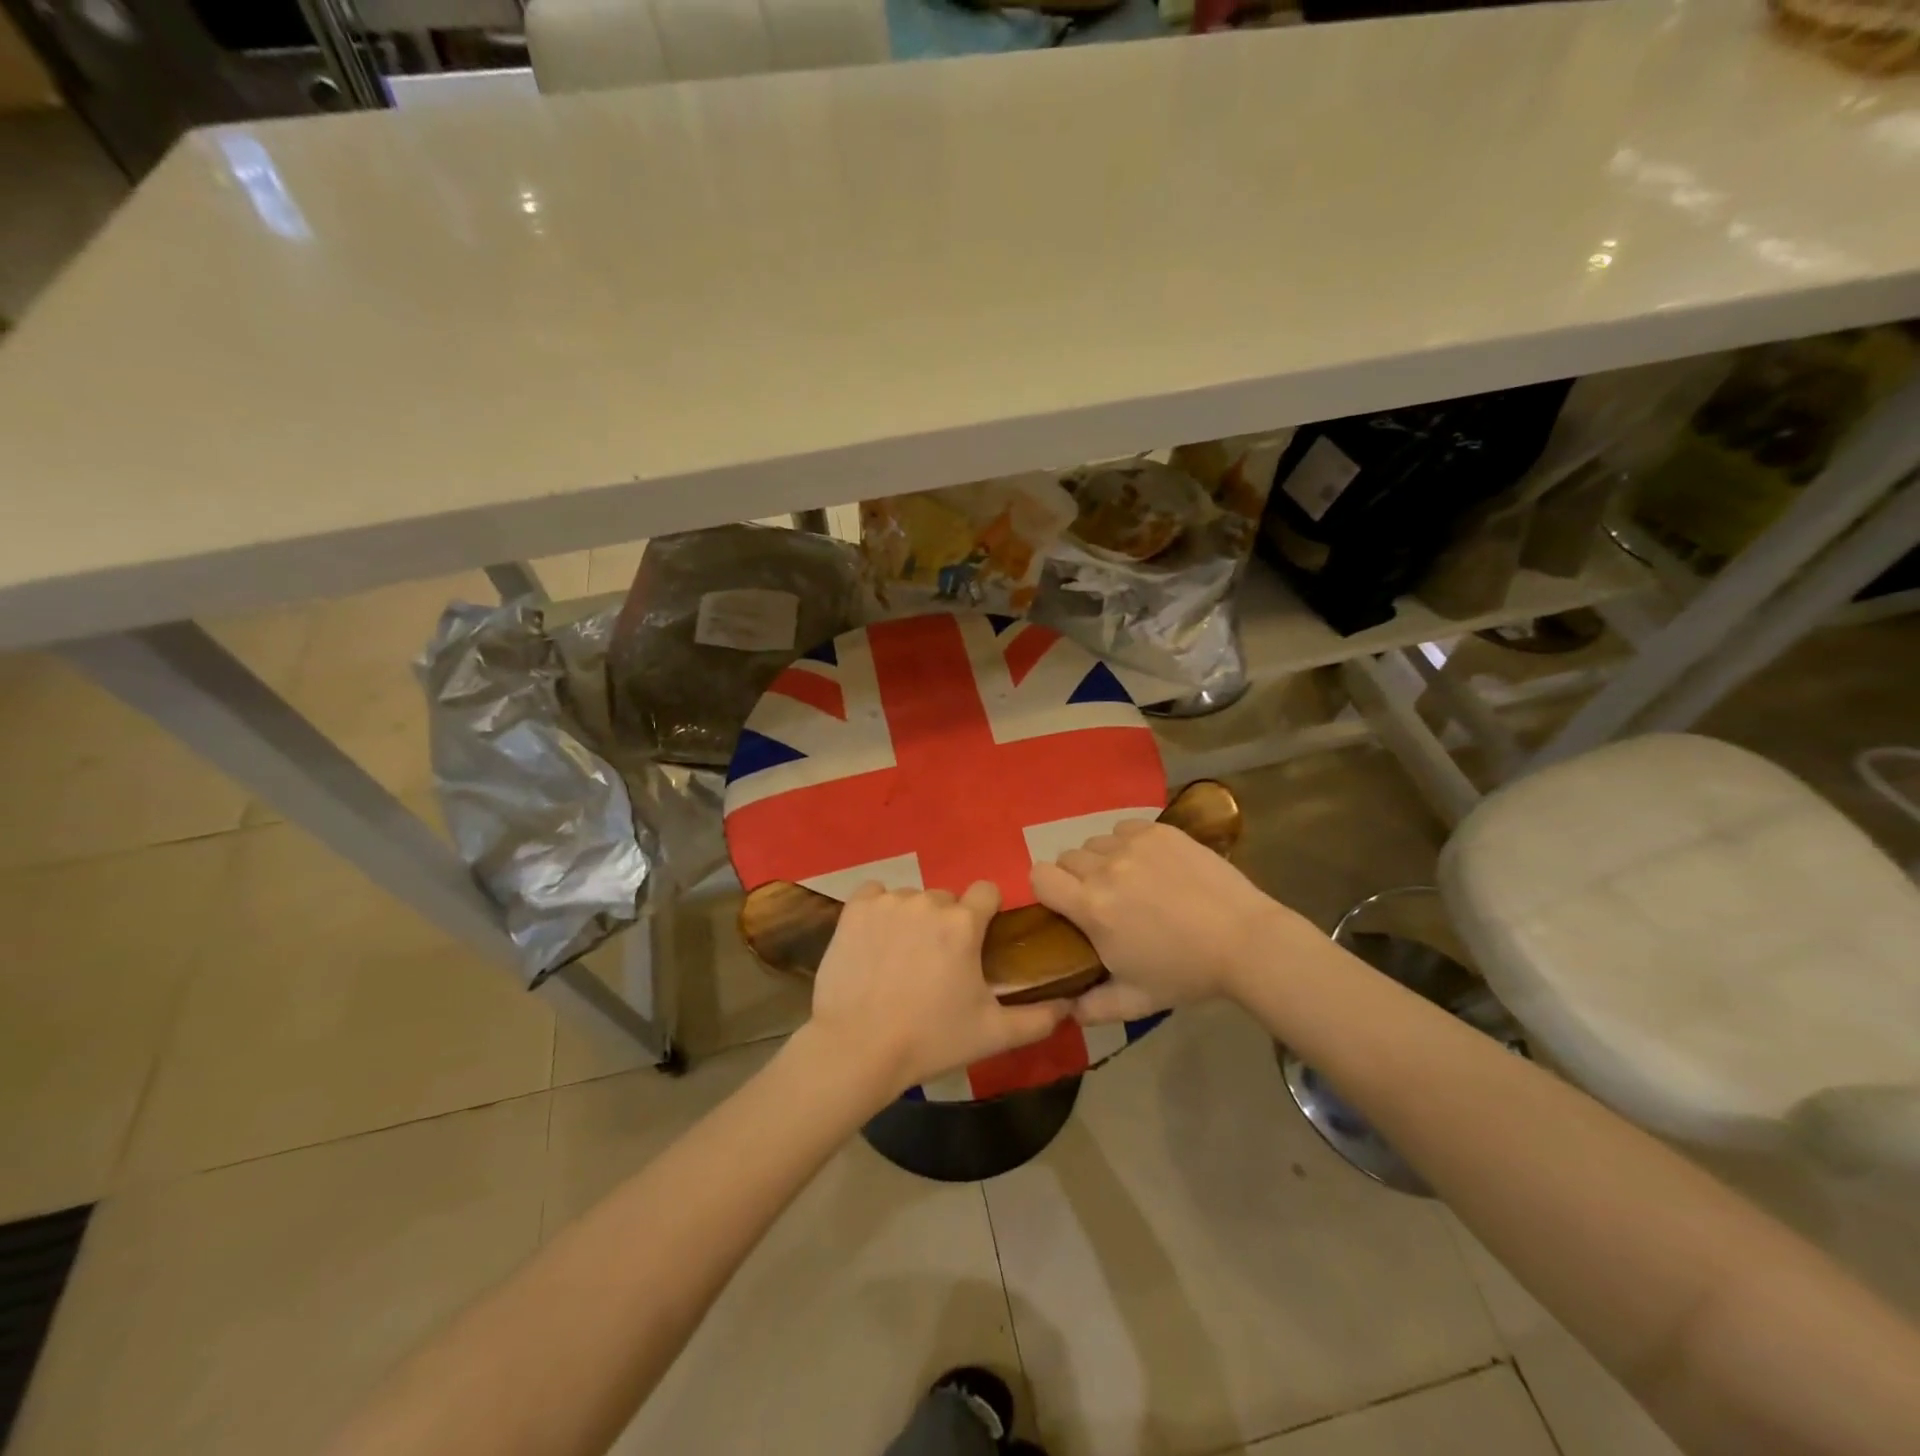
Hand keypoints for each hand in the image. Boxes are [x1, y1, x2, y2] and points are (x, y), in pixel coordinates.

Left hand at [805, 881, 1071, 1098]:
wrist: (858, 1049)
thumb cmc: (931, 1040)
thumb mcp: (993, 1034)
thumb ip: (1038, 1018)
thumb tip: (1069, 1004)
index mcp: (964, 923)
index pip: (987, 891)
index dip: (987, 912)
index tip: (979, 940)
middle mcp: (928, 901)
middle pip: (947, 900)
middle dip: (948, 924)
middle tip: (938, 964)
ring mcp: (888, 902)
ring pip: (912, 899)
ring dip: (913, 920)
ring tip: (902, 960)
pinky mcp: (854, 909)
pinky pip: (874, 894)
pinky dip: (878, 910)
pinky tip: (875, 940)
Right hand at [1030, 820, 1305, 1024]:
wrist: (1245, 941)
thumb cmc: (1186, 973)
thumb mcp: (1136, 1001)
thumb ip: (1093, 1007)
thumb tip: (1065, 1008)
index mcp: (1092, 908)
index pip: (1039, 876)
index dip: (1047, 889)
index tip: (1065, 905)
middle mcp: (1105, 869)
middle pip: (1066, 857)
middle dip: (1076, 877)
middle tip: (1105, 899)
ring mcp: (1133, 845)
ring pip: (1095, 842)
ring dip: (1102, 860)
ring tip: (1131, 881)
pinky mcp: (1159, 830)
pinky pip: (1123, 829)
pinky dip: (1128, 843)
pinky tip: (1151, 864)